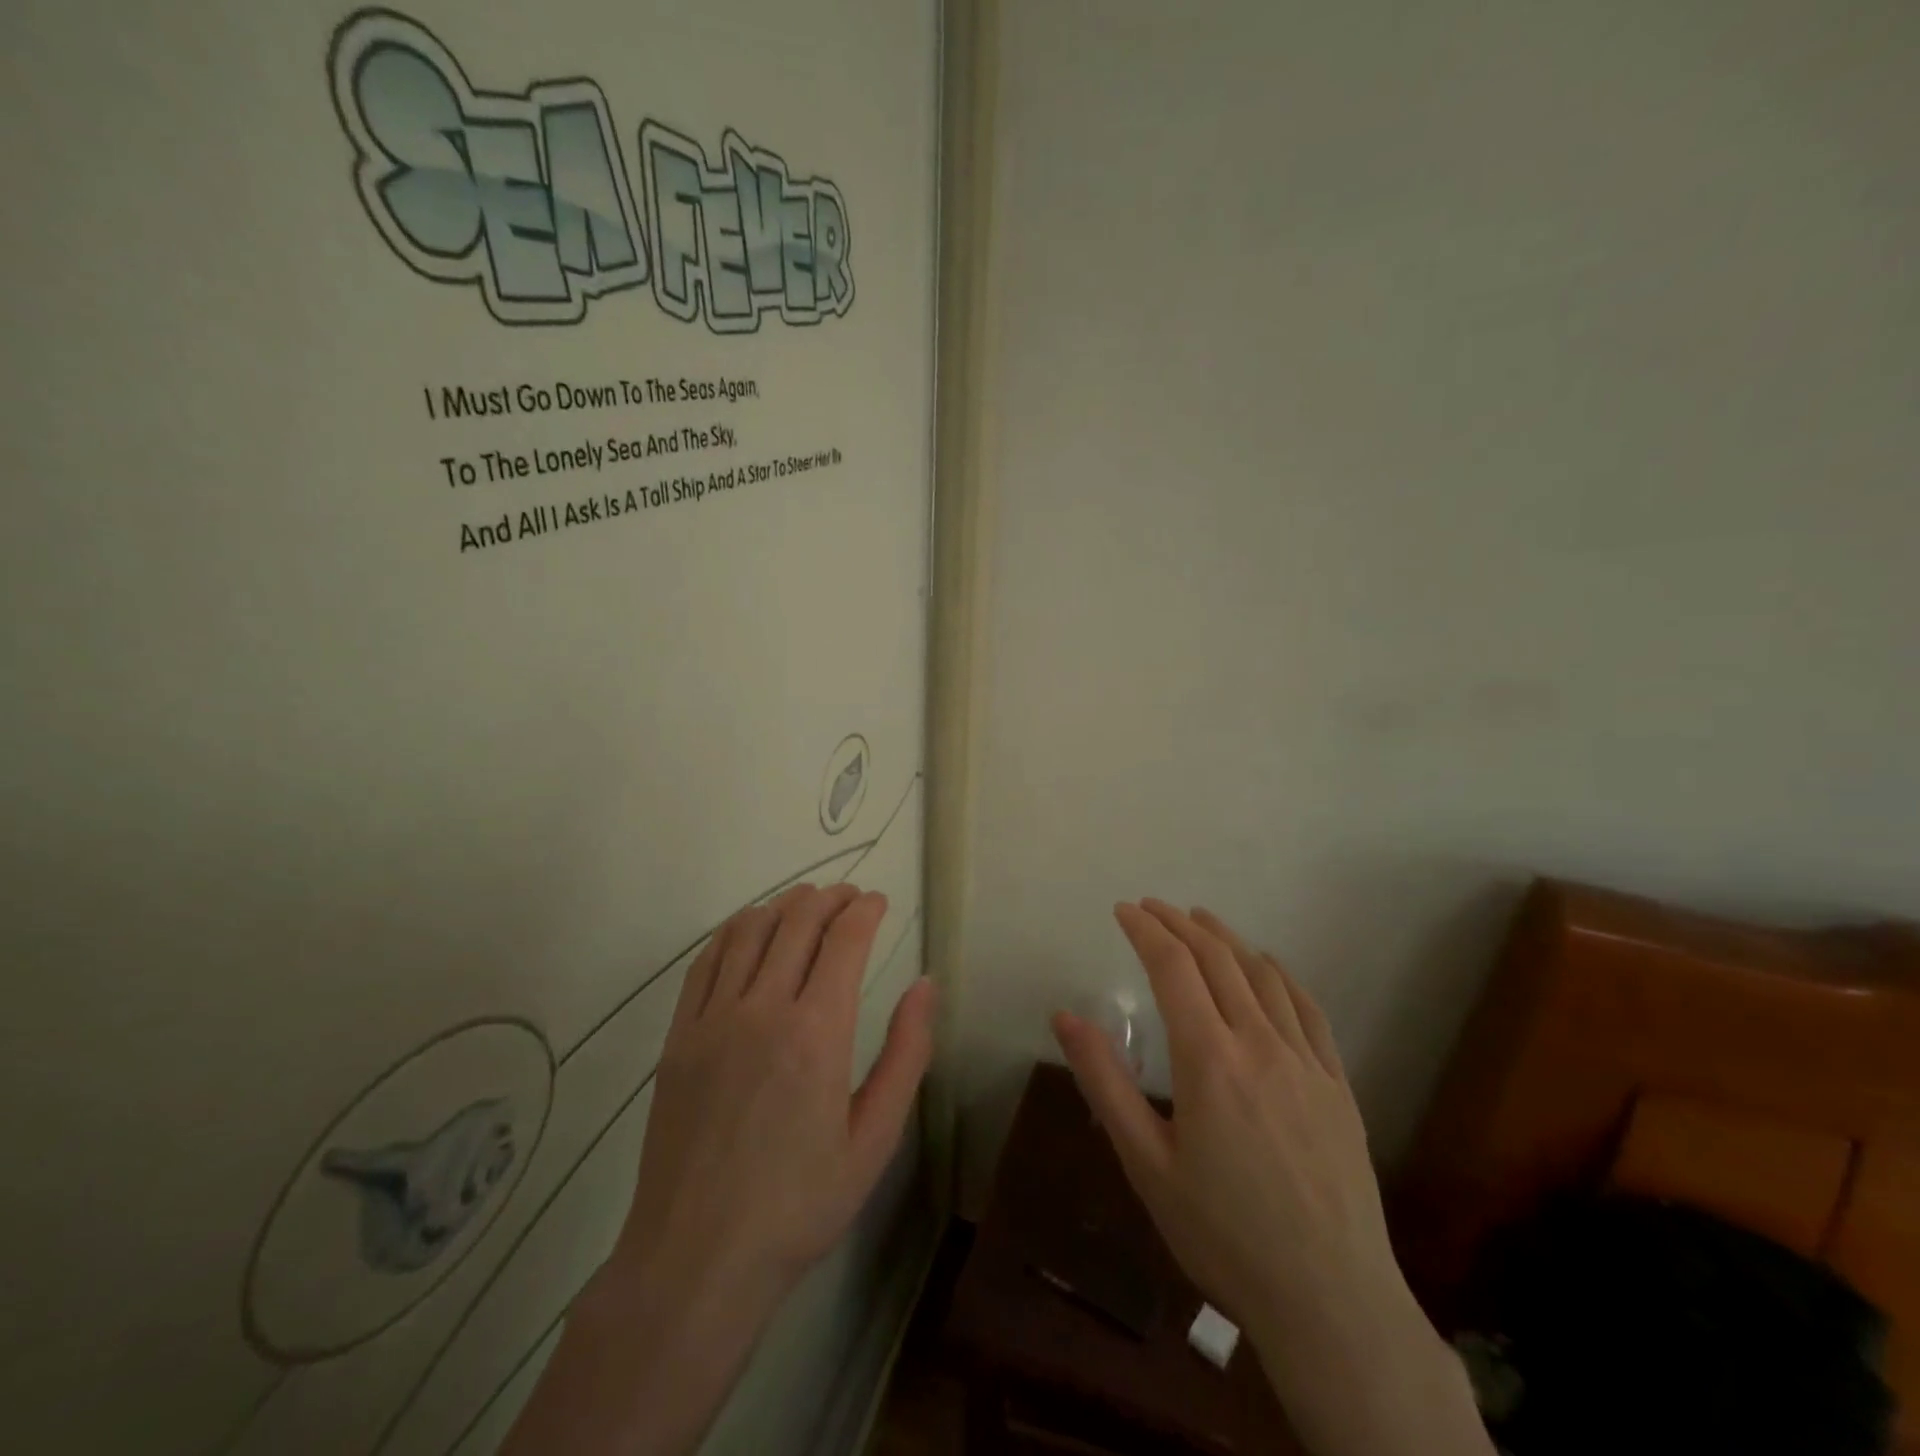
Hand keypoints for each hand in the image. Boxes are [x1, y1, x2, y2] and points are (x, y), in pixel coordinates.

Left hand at [615, 881, 935, 1295]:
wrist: (697, 1258)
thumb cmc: (799, 1204)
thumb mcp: (874, 1139)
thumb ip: (905, 1054)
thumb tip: (925, 986)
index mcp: (817, 1033)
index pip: (844, 939)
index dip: (865, 910)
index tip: (879, 901)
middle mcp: (763, 1010)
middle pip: (797, 921)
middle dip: (830, 897)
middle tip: (849, 897)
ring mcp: (713, 1019)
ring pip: (750, 930)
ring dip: (783, 905)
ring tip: (806, 903)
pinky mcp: (679, 1036)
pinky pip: (706, 961)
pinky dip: (734, 931)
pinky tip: (750, 931)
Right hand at [1052, 900, 1490, 1455]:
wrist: (1329, 1300)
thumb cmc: (1222, 1234)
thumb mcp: (1145, 1163)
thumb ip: (1104, 1082)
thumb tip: (1064, 1016)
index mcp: (1209, 1059)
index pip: (1172, 968)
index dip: (1145, 930)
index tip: (1123, 910)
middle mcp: (1259, 1043)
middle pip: (1217, 959)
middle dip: (1180, 924)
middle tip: (1153, 907)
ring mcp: (1306, 1061)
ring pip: (1262, 975)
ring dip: (1227, 939)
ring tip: (1201, 919)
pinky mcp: (1337, 1084)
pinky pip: (1307, 1009)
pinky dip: (1279, 974)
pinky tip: (1267, 967)